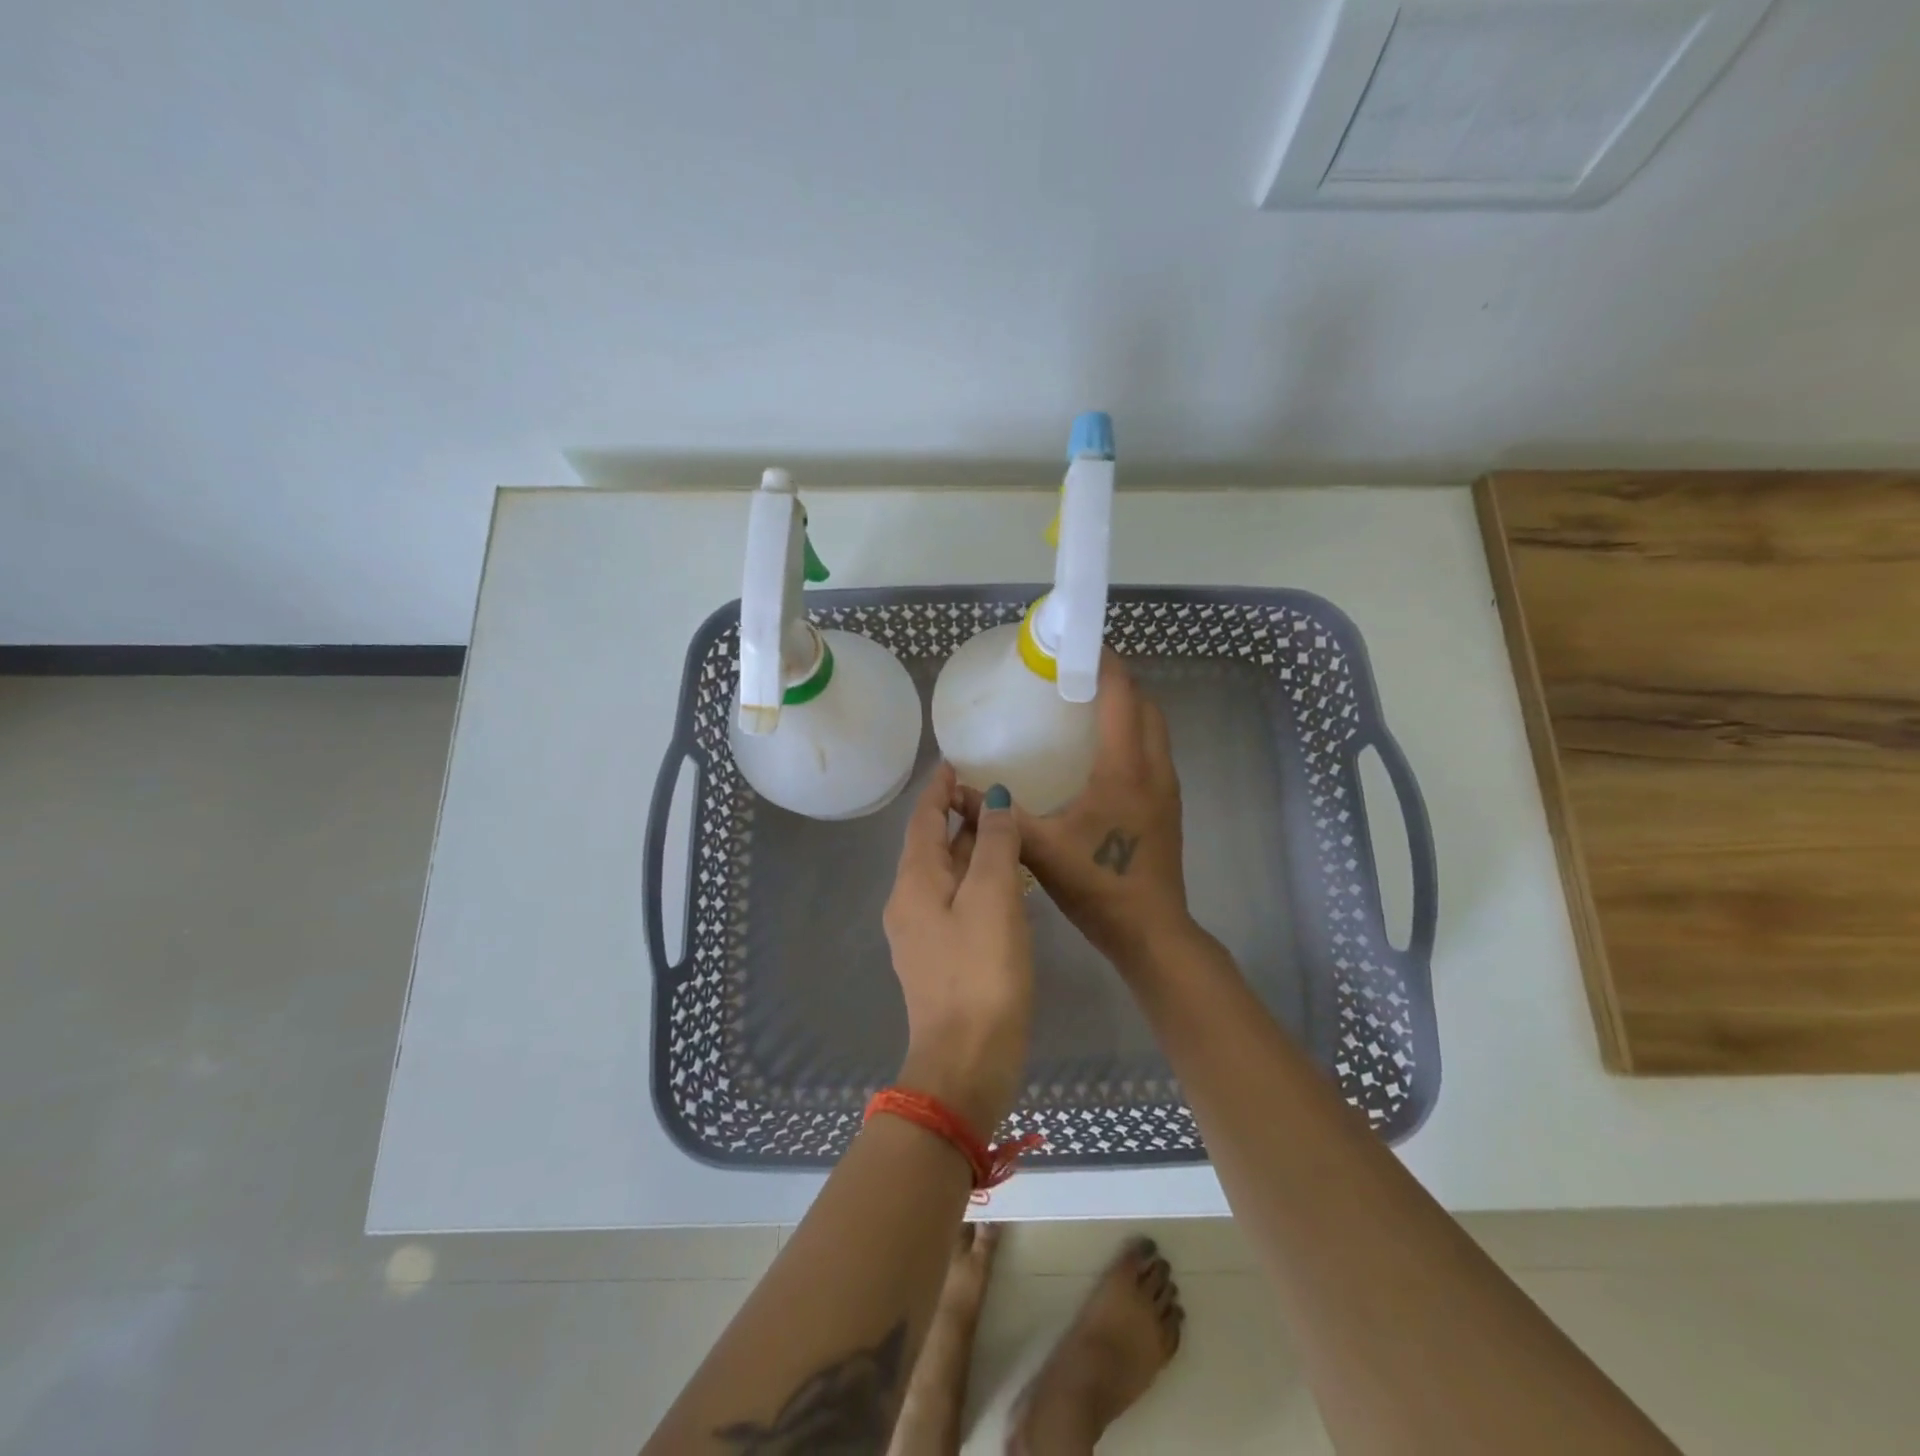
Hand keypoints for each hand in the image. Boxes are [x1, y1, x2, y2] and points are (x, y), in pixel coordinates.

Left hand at [883, 762, 1033, 1133]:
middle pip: (930, 845)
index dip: (938, 789)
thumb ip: (995, 844)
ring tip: (1001, 827)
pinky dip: (975, 879)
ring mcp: (922, 933)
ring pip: (944, 874)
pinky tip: (1002, 882)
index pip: (922, 820)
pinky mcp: (940, 958)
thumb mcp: (993, 898)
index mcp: (915, 882)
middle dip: (955, 815)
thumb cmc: (981, 973)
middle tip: (990, 792)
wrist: (966, 1063)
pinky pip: (955, 901)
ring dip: (968, 847)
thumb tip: (993, 800)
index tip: (954, 763)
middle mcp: (909, 902)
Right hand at [1015, 653, 1195, 975]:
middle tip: (1076, 676)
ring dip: (1128, 708)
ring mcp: (1166, 788)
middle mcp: (1154, 768)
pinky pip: (1153, 752)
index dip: (1104, 663)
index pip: (1121, 696)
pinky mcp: (1167, 806)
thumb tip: (955, 792)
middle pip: (1145, 705)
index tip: (1077, 645)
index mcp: (1125, 768)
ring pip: (1154, 729)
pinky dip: (1133, 735)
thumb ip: (997, 817)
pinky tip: (1100, 754)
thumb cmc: (1099, 884)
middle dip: (1117, 681)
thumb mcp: (1040, 848)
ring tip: (1087, 706)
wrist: (1151, 931)